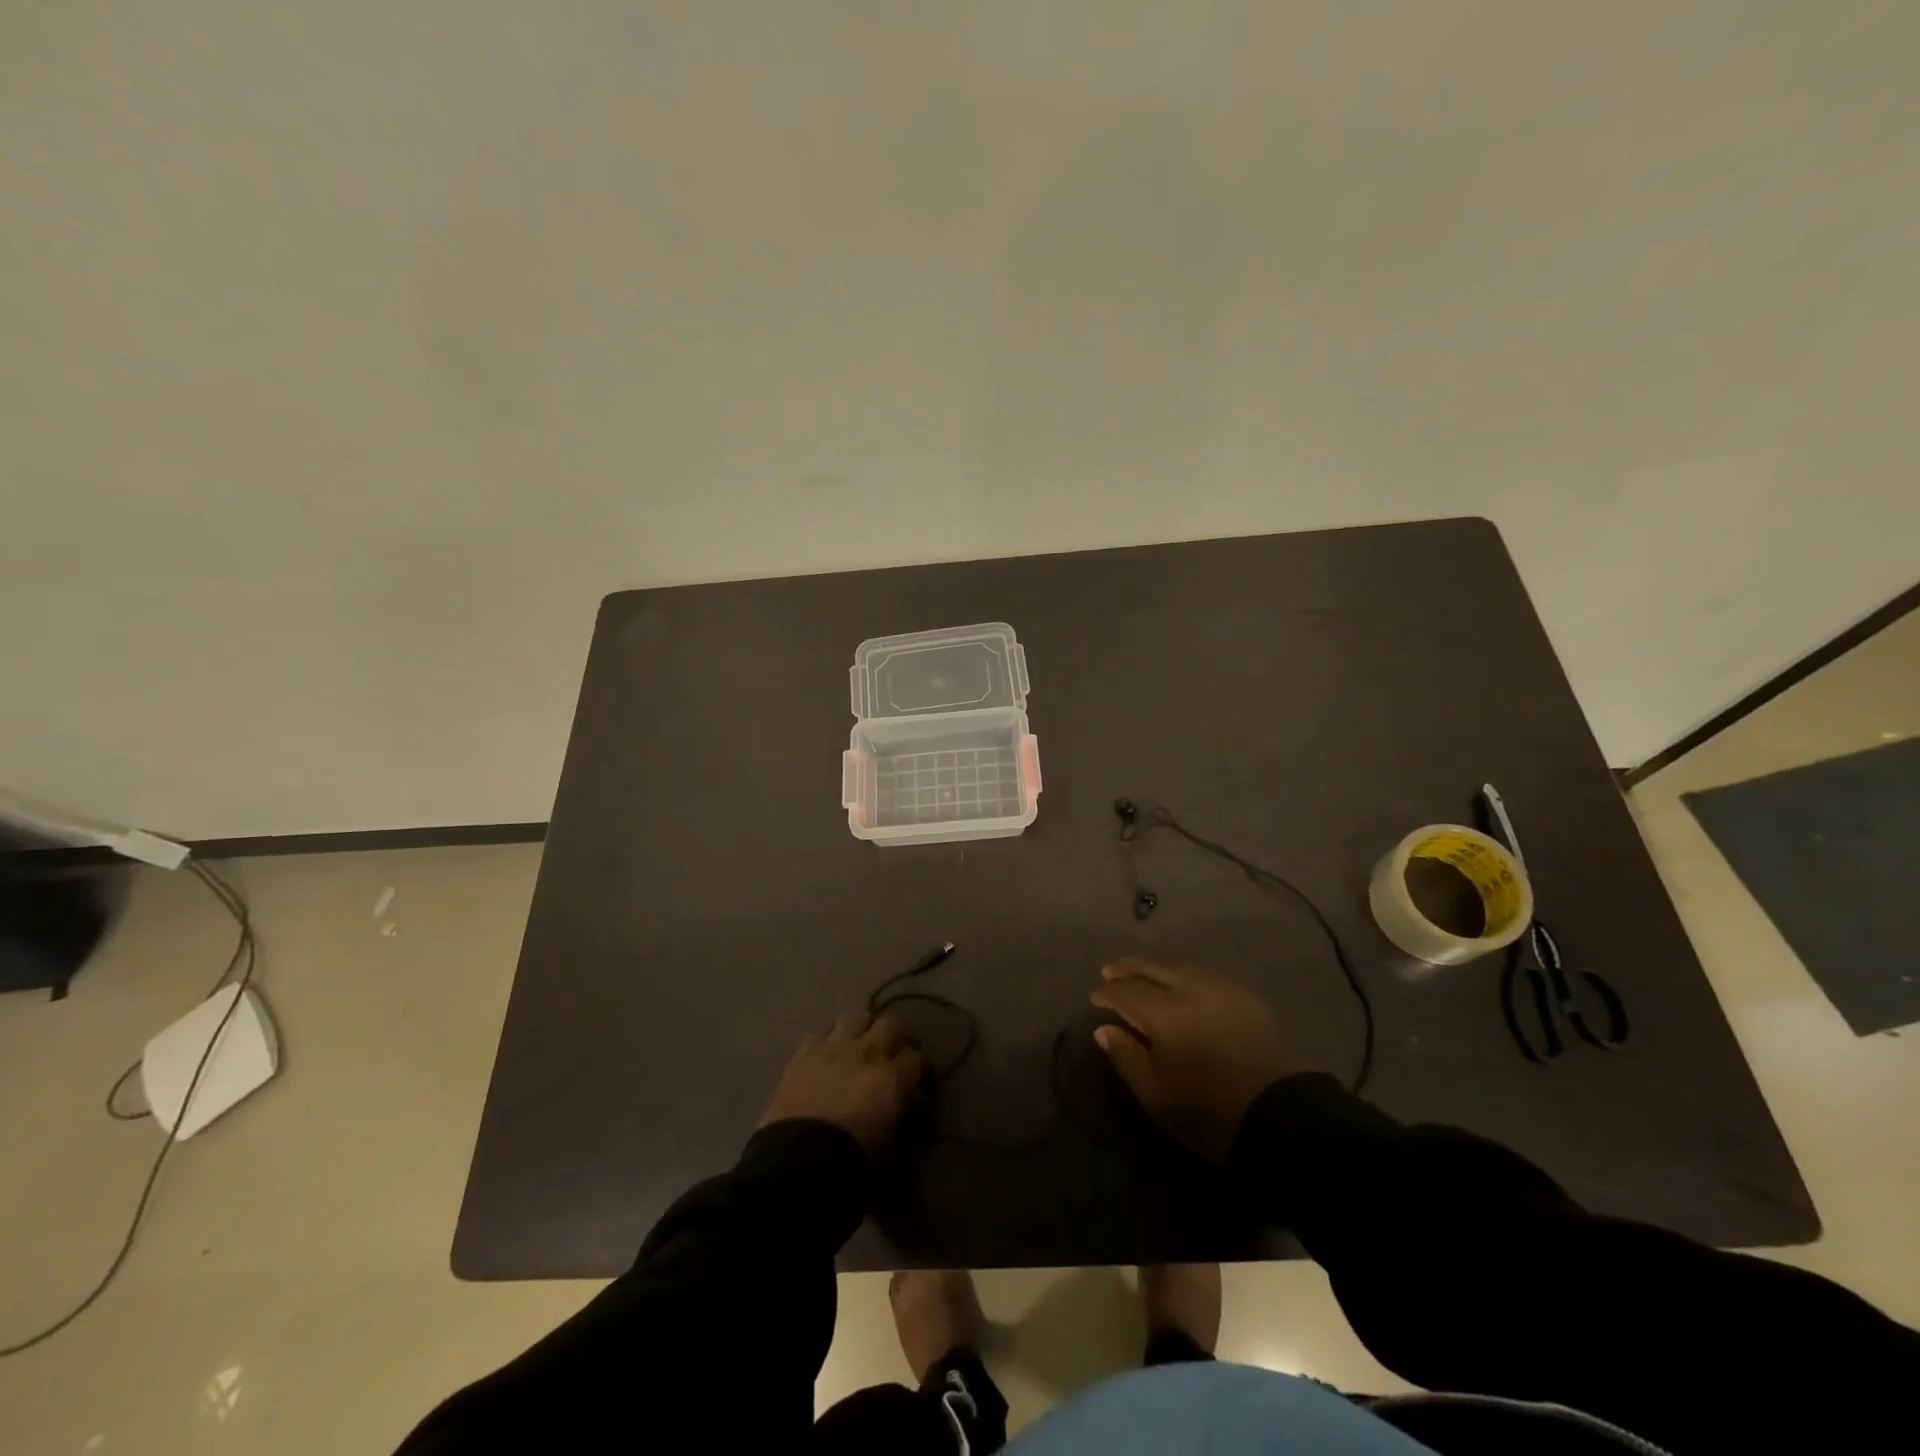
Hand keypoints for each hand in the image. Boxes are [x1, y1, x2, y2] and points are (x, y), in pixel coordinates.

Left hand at [759, 1009, 924, 1158]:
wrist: (798, 1163)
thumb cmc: (851, 1161)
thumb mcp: (889, 1142)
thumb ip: (899, 1110)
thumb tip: (904, 1097)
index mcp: (893, 1077)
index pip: (916, 1057)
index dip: (917, 1068)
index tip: (914, 1078)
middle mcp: (867, 1053)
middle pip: (890, 1025)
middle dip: (892, 1038)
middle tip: (888, 1055)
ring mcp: (834, 1047)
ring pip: (856, 1016)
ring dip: (861, 1028)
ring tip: (857, 1043)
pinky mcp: (805, 1052)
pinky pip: (822, 1030)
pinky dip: (829, 1037)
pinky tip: (828, 1050)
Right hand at [1091, 960, 1290, 1162]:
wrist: (1278, 1117)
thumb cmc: (1207, 1112)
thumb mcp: (1156, 1095)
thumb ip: (1126, 1057)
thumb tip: (1104, 1029)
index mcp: (1164, 1014)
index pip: (1126, 992)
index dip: (1108, 993)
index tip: (1095, 998)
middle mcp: (1190, 990)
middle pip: (1152, 970)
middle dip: (1128, 970)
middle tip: (1111, 970)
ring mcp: (1221, 989)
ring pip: (1179, 969)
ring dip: (1156, 969)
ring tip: (1142, 973)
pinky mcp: (1245, 997)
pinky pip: (1205, 976)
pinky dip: (1184, 976)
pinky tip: (1181, 983)